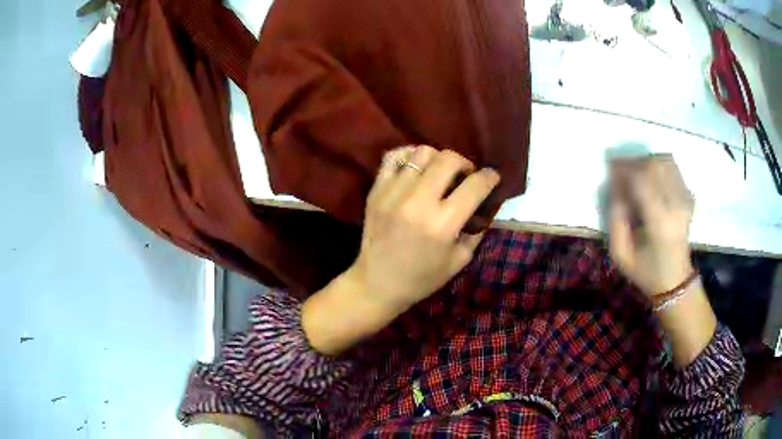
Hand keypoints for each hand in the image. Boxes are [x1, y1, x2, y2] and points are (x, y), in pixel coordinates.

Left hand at [350, 145, 499, 309]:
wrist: (378, 283)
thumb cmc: (422, 277)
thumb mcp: (459, 260)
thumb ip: (476, 230)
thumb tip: (485, 203)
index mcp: (443, 224)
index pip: (474, 186)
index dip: (489, 177)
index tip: (492, 177)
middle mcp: (419, 202)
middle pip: (448, 160)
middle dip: (464, 163)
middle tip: (465, 175)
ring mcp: (394, 193)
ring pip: (422, 153)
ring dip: (438, 159)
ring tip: (439, 172)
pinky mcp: (376, 190)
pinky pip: (393, 157)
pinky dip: (408, 155)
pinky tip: (415, 167)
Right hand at [608, 155, 694, 296]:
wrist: (675, 281)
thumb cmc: (646, 271)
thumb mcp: (621, 254)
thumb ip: (615, 220)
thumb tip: (615, 187)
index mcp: (659, 223)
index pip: (642, 180)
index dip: (623, 169)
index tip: (609, 167)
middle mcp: (676, 206)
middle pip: (654, 166)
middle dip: (633, 162)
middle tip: (619, 168)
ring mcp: (685, 200)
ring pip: (665, 162)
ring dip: (646, 161)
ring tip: (634, 171)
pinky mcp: (688, 197)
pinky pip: (673, 168)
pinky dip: (658, 165)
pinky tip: (649, 177)